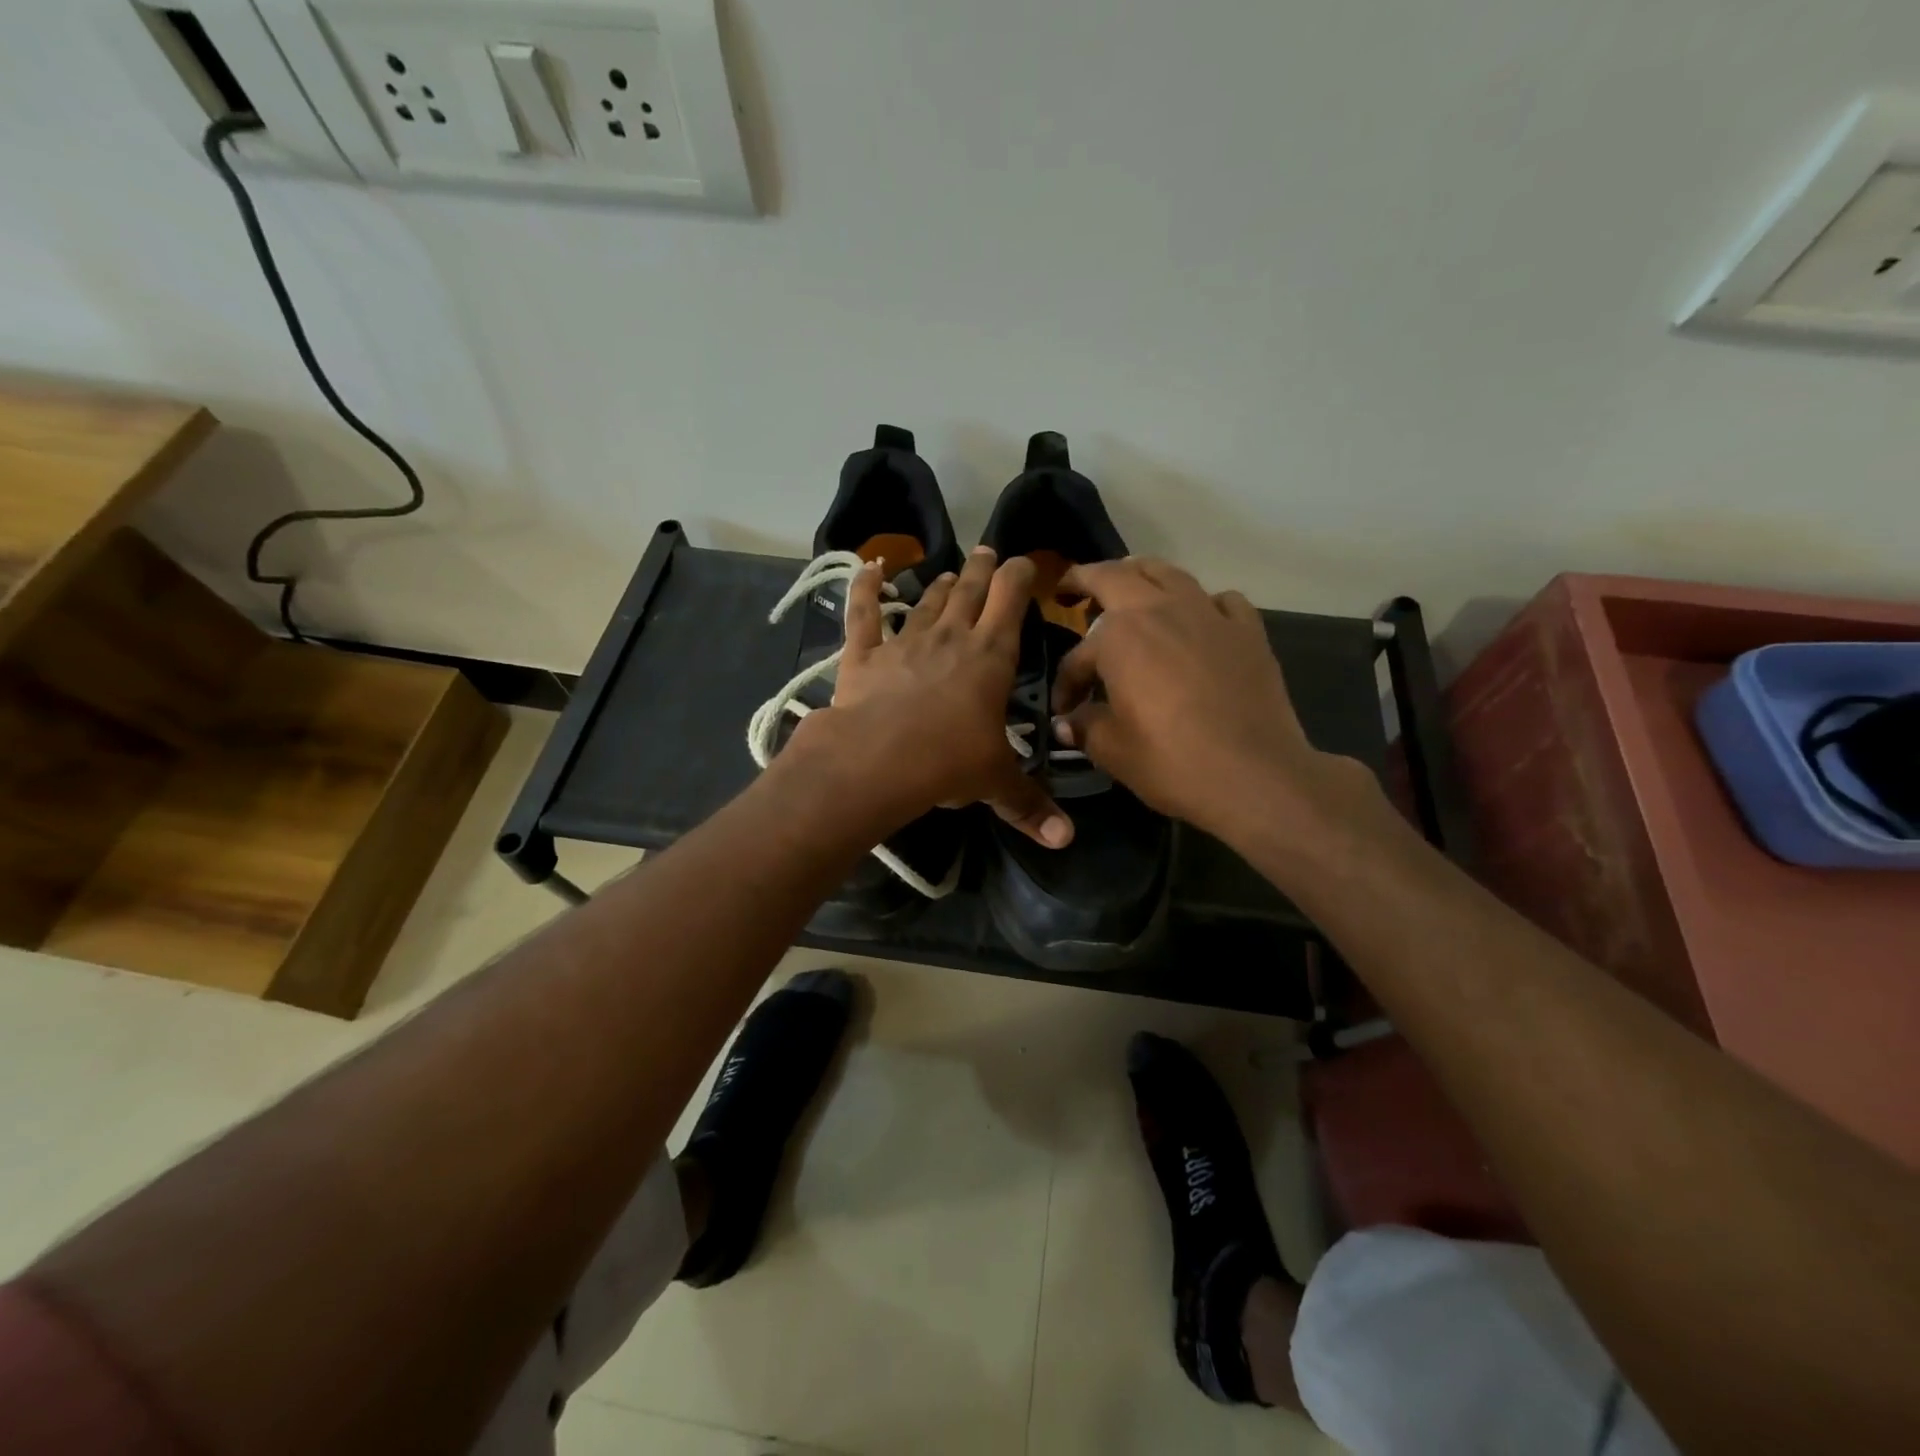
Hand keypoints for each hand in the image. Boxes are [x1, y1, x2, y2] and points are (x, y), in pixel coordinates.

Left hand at [809, 547, 1072, 848]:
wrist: (876, 760)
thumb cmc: (947, 764)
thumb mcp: (995, 783)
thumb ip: (1030, 806)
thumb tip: (1067, 840)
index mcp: (990, 658)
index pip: (1011, 601)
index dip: (1020, 577)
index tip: (1026, 564)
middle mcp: (951, 638)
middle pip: (971, 591)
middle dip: (983, 571)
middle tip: (988, 553)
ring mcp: (905, 642)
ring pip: (927, 602)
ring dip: (941, 585)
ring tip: (950, 573)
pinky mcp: (864, 655)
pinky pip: (864, 614)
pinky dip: (865, 588)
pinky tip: (868, 567)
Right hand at [1051, 557, 1377, 842]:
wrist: (1255, 776)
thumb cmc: (1172, 762)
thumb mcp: (1113, 750)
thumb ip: (1085, 727)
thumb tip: (1067, 723)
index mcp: (1119, 636)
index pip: (1078, 655)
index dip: (1066, 683)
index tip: (1064, 710)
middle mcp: (1161, 609)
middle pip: (1116, 576)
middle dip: (1086, 579)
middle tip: (1070, 590)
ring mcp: (1209, 614)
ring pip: (1168, 573)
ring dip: (1140, 575)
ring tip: (1129, 588)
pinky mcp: (1248, 630)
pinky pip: (1219, 600)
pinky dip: (1201, 603)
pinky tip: (1198, 621)